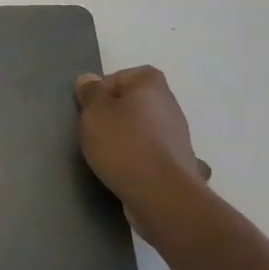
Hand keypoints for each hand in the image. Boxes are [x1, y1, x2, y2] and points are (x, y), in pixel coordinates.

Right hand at [75, 66, 212, 242]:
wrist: (161, 194)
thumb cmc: (124, 144)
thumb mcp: (94, 112)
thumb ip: (90, 92)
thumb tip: (90, 80)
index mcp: (152, 86)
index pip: (126, 75)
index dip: (106, 87)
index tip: (91, 107)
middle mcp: (170, 107)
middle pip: (136, 102)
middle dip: (115, 114)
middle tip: (95, 130)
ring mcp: (178, 137)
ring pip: (145, 129)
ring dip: (129, 138)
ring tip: (107, 154)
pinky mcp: (178, 165)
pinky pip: (153, 154)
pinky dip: (141, 159)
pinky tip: (127, 171)